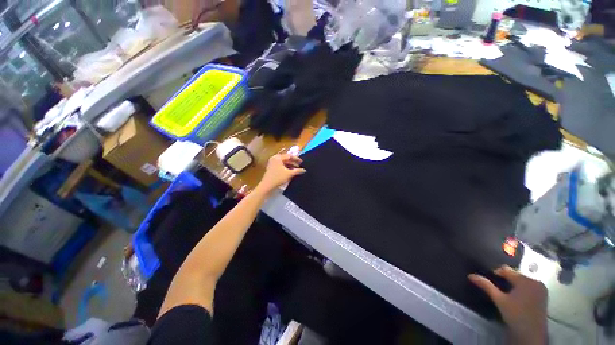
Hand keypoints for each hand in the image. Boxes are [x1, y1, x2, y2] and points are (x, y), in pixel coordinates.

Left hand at [256, 154, 305, 195]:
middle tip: (300, 166)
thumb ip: (297, 171)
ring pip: (284, 163)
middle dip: (293, 163)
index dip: (296, 159)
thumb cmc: (278, 178)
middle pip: (286, 159)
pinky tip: (291, 172)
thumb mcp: (289, 174)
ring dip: (290, 166)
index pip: (289, 156)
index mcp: (278, 158)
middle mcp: (275, 159)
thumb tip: (304, 170)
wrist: (267, 186)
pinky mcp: (272, 169)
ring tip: (297, 170)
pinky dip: (286, 168)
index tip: (302, 162)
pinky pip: (281, 166)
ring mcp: (272, 164)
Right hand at [469, 266, 547, 344]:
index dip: (496, 273)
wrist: (531, 334)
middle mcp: (535, 281)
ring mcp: (541, 288)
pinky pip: (529, 285)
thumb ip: (486, 286)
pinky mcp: (543, 294)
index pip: (506, 269)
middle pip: (515, 274)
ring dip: (513, 283)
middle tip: (498, 287)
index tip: (489, 280)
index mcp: (525, 280)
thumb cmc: (515, 315)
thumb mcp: (499, 300)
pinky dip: (521, 288)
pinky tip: (516, 297)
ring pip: (522, 280)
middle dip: (506, 279)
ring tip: (506, 292)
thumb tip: (470, 275)